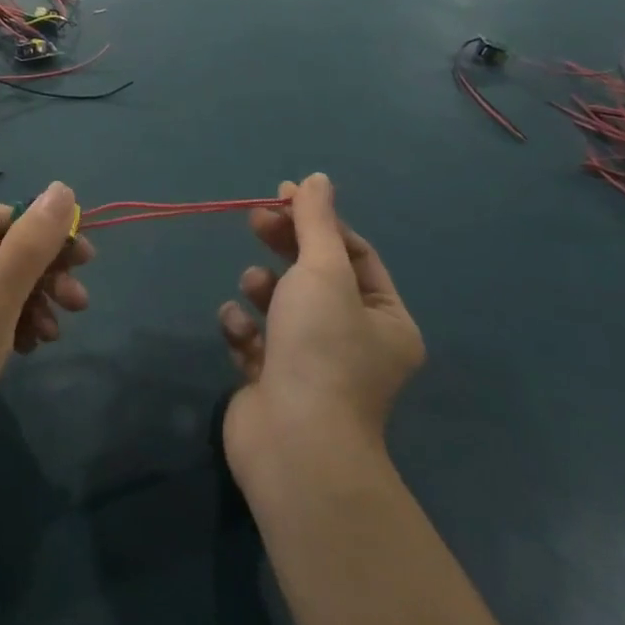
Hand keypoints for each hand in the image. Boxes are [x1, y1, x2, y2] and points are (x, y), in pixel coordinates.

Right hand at [218, 174, 424, 497]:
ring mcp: (312, 364)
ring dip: (264, 288)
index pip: (354, 253)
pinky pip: (256, 338)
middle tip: (255, 218)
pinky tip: (239, 330)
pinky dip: (244, 328)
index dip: (318, 220)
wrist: (295, 444)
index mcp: (384, 320)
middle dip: (285, 245)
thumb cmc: (321, 348)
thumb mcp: (322, 271)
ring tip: (253, 287)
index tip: (281, 195)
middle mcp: (354, 342)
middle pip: (315, 274)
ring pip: (282, 304)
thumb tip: (317, 179)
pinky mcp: (273, 381)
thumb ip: (316, 222)